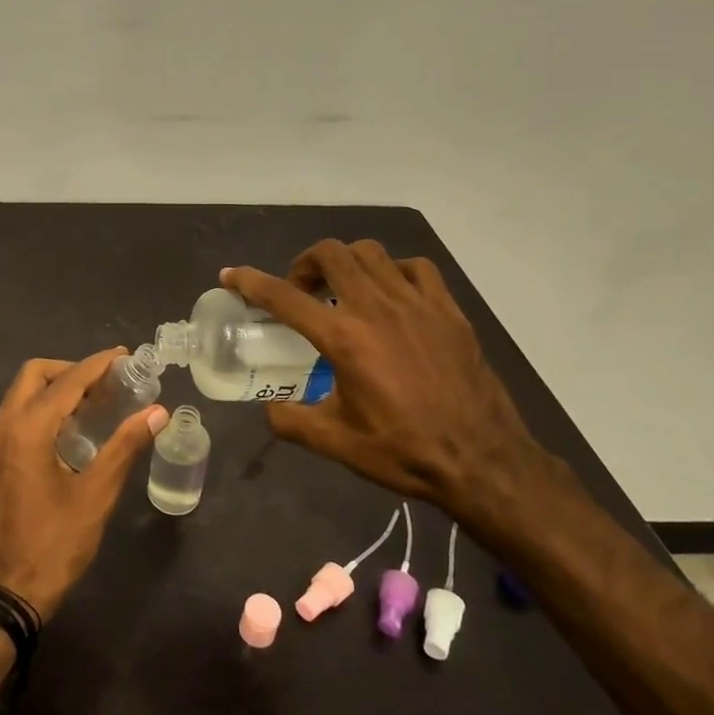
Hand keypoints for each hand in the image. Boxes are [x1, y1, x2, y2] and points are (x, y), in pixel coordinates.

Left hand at [0, 349, 165, 617]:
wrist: (2, 594)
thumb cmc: (53, 545)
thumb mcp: (96, 496)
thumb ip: (125, 447)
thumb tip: (157, 412)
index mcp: (27, 429)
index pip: (67, 380)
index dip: (99, 364)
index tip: (126, 357)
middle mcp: (2, 427)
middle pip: (34, 375)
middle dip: (70, 370)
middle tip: (106, 383)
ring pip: (19, 396)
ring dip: (53, 390)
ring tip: (92, 406)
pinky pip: (13, 418)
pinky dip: (39, 411)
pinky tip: (65, 435)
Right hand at [223, 240, 548, 521]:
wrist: (482, 461)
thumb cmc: (404, 451)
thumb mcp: (335, 442)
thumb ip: (290, 420)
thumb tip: (270, 408)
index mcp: (344, 339)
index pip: (284, 297)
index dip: (250, 282)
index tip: (231, 274)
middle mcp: (377, 308)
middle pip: (331, 254)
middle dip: (304, 264)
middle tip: (300, 291)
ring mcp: (417, 304)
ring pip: (371, 253)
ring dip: (346, 262)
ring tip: (343, 290)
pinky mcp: (448, 311)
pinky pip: (416, 268)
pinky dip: (393, 271)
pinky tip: (391, 295)